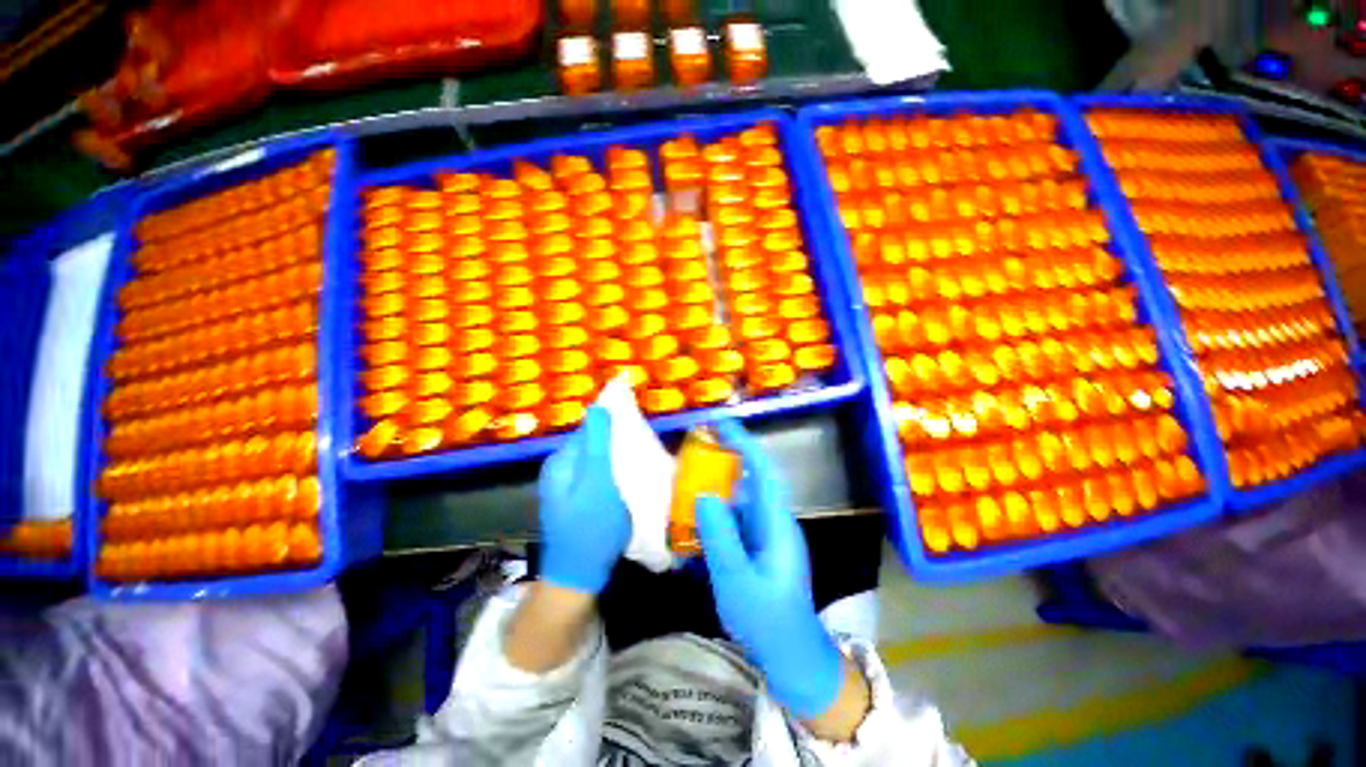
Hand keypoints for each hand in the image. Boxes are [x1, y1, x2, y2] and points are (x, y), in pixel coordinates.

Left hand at [537, 405, 629, 594]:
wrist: (578, 575)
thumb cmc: (591, 527)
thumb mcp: (598, 482)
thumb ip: (597, 445)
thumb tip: (597, 407)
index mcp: (562, 461)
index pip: (589, 429)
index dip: (613, 425)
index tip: (637, 429)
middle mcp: (560, 469)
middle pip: (592, 444)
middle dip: (615, 443)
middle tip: (640, 450)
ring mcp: (566, 486)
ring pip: (596, 461)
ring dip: (615, 459)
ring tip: (636, 465)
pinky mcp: (575, 499)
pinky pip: (595, 476)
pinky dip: (610, 475)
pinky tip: (624, 483)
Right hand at [695, 421, 843, 719]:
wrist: (790, 655)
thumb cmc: (768, 619)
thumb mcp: (738, 581)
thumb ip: (721, 538)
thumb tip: (704, 495)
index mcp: (776, 522)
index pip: (762, 471)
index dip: (744, 443)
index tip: (720, 425)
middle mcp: (771, 521)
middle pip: (748, 479)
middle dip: (724, 459)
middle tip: (693, 448)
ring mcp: (762, 534)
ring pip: (737, 499)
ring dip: (715, 486)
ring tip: (685, 480)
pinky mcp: (754, 546)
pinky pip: (732, 520)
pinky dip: (713, 513)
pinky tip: (691, 521)